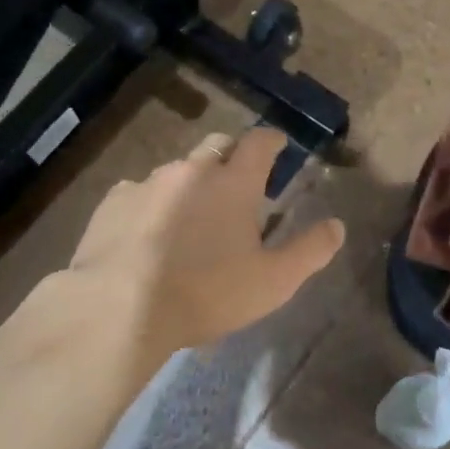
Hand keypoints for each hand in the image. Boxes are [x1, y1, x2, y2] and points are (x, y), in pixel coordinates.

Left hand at [65, 128, 345, 365]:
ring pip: (176, 170)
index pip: (259, 143)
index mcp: (233, 183)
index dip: (272, 141)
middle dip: (231, 156)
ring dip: (190, 184)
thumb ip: (310, 251)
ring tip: (190, 219)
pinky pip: (139, 191)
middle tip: (237, 185)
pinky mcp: (112, 202)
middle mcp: (191, 171)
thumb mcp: (273, 281)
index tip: (278, 146)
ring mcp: (147, 183)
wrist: (118, 308)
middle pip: (217, 145)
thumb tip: (337, 226)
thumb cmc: (206, 293)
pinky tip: (148, 235)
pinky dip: (152, 204)